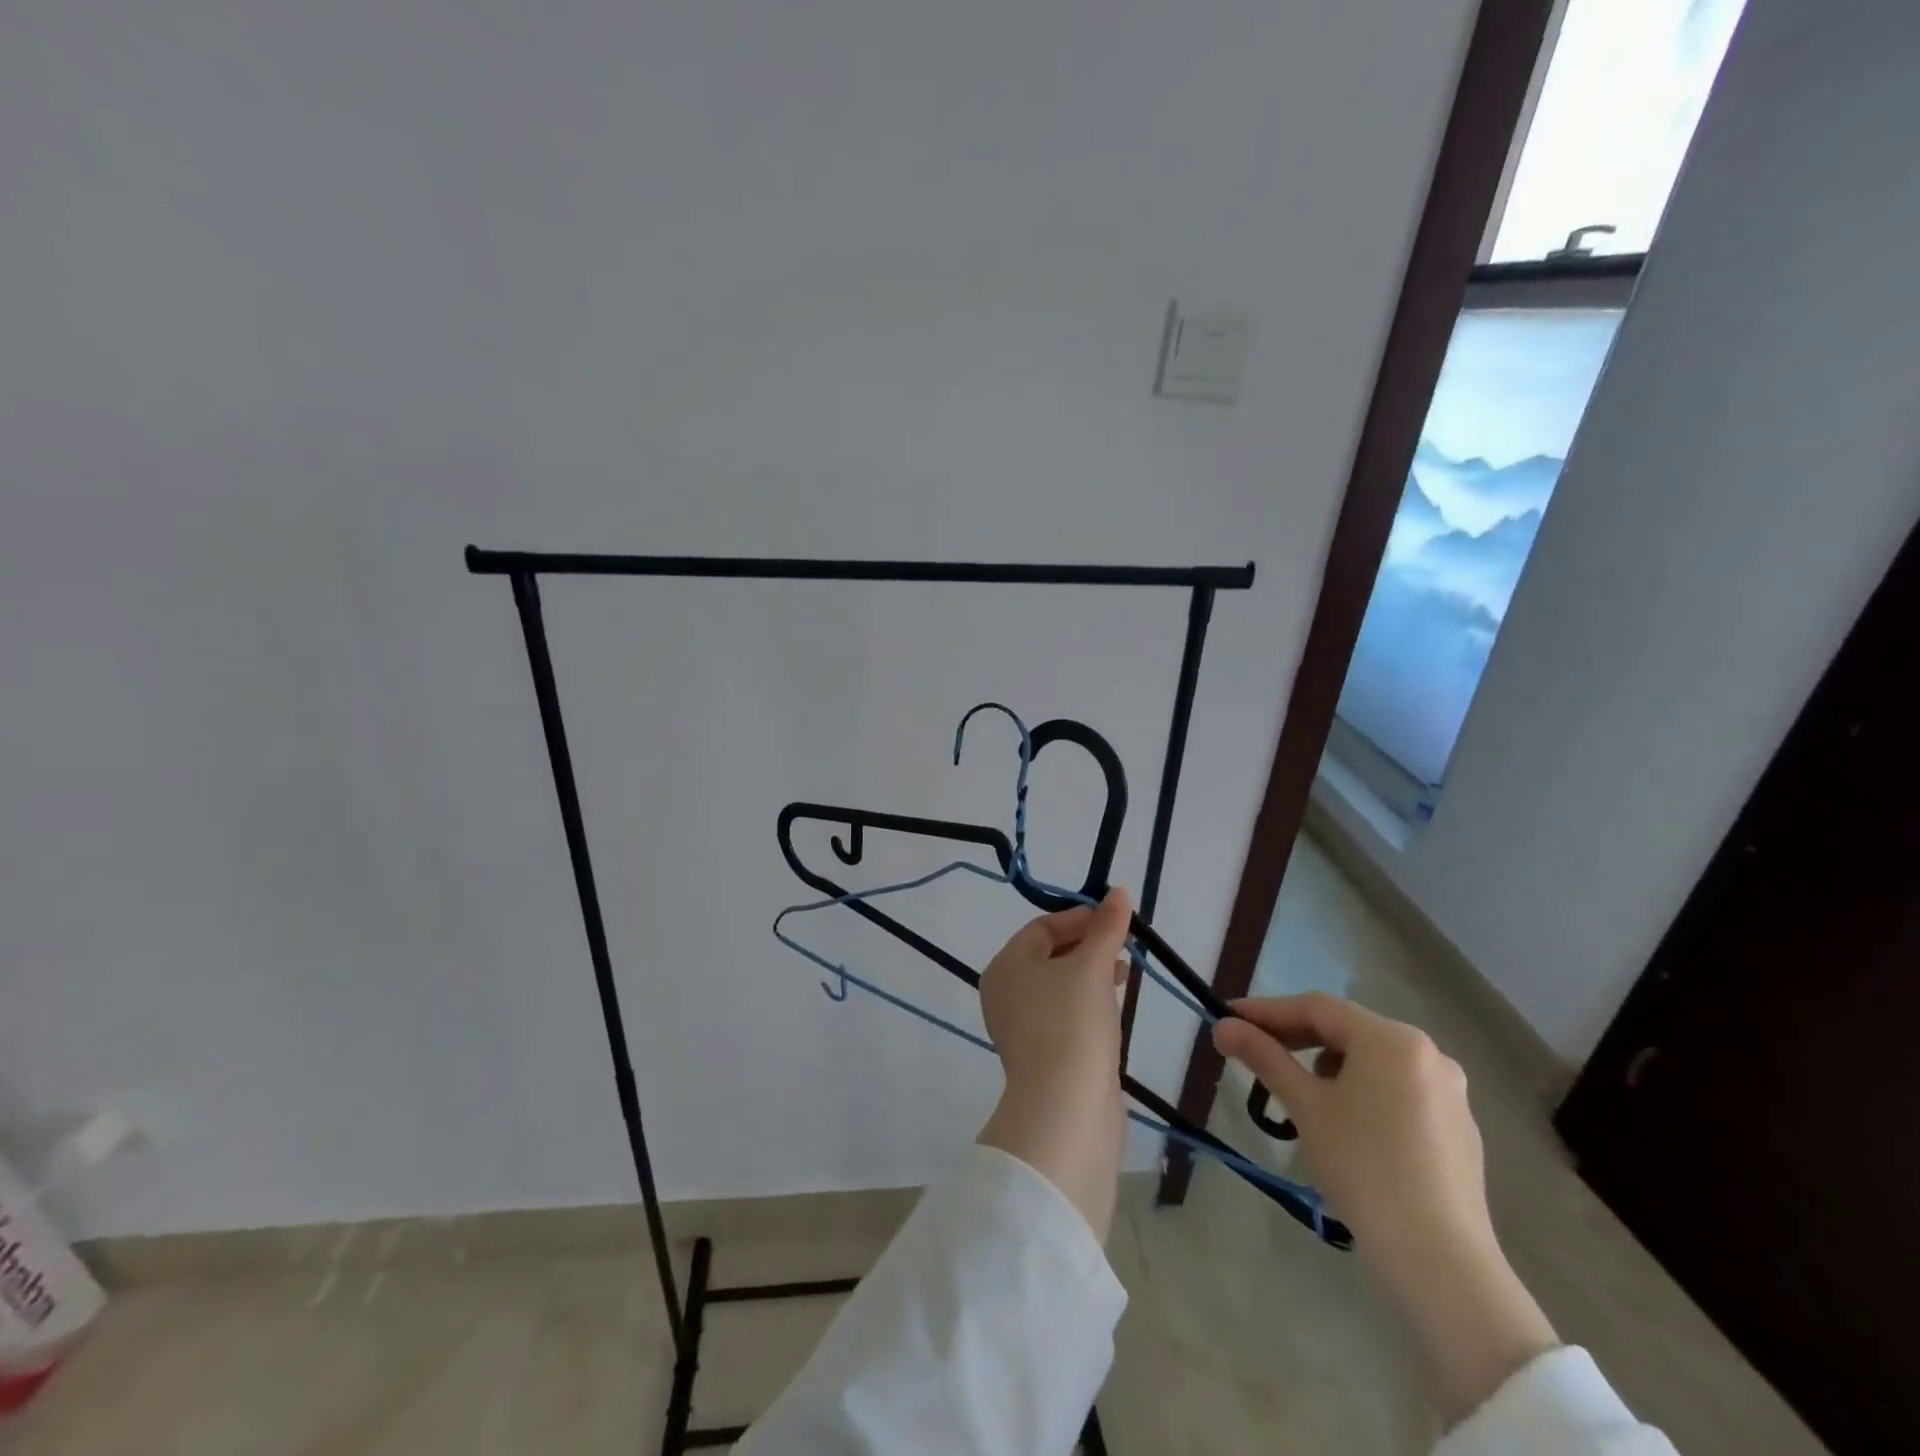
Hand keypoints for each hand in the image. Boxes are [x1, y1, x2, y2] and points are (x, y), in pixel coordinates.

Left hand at [975, 889, 1131, 1239]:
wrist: (1065, 1108)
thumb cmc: (1073, 1022)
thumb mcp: (1093, 967)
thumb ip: (1107, 927)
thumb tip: (1118, 891)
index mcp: (1006, 964)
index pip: (1042, 927)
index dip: (1081, 918)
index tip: (1116, 920)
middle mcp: (1005, 991)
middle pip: (1049, 955)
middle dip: (1088, 946)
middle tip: (1124, 947)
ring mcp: (1020, 1026)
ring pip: (1058, 986)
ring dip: (1090, 975)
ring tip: (1124, 975)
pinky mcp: (1040, 1054)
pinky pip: (1063, 1014)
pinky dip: (1086, 1004)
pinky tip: (1112, 1009)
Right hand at [1213, 993, 1556, 1422]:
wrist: (1440, 1263)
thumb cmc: (1364, 1168)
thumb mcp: (1306, 1106)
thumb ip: (1265, 1057)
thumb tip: (1223, 1026)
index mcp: (1392, 1039)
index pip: (1317, 1008)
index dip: (1268, 1011)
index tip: (1229, 1019)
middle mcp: (1428, 1053)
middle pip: (1348, 1031)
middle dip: (1297, 1038)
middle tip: (1254, 1051)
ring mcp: (1450, 1093)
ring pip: (1373, 1061)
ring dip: (1329, 1066)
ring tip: (1300, 1095)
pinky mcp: (1458, 1129)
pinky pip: (1398, 1091)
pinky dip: (1363, 1092)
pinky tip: (1346, 1126)